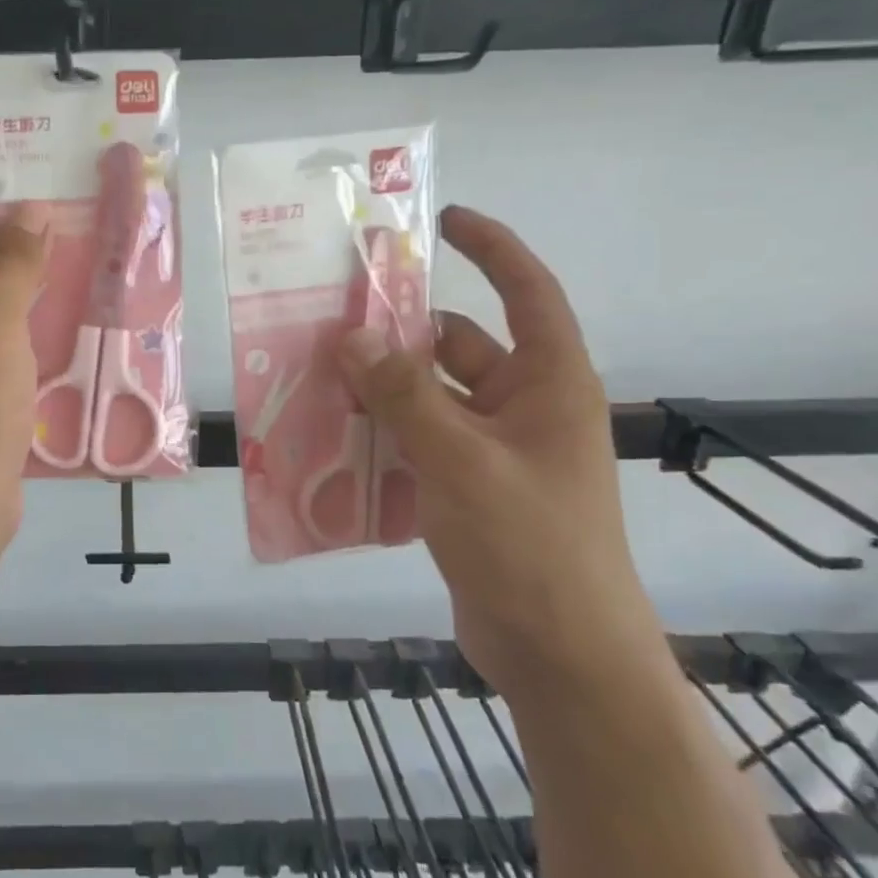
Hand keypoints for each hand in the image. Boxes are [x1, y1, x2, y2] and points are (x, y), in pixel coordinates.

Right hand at [337, 205, 665, 698]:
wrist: (561, 657)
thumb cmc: (530, 546)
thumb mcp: (461, 462)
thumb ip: (403, 397)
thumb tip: (350, 339)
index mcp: (549, 384)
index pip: (525, 293)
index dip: (491, 248)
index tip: (442, 221)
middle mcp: (524, 407)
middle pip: (458, 347)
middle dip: (400, 333)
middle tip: (334, 318)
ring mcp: (494, 452)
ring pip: (429, 398)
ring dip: (381, 388)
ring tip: (317, 376)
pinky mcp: (467, 490)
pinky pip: (418, 442)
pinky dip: (382, 434)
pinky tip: (332, 437)